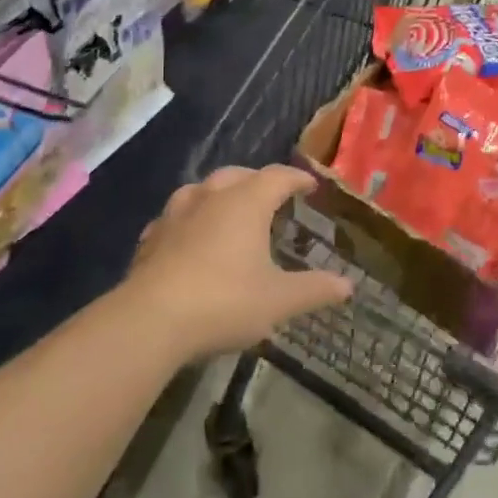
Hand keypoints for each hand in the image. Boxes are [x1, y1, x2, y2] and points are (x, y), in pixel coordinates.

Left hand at [124, 165, 352, 359]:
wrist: (149, 322)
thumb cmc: (224, 301)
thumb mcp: (279, 300)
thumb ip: (315, 289)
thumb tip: (348, 285)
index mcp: (247, 202)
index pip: (278, 177)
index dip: (297, 179)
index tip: (310, 186)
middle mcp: (211, 198)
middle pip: (238, 175)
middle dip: (257, 181)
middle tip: (271, 196)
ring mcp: (176, 215)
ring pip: (201, 190)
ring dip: (218, 194)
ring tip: (227, 209)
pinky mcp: (151, 239)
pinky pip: (174, 218)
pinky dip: (188, 221)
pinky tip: (188, 239)